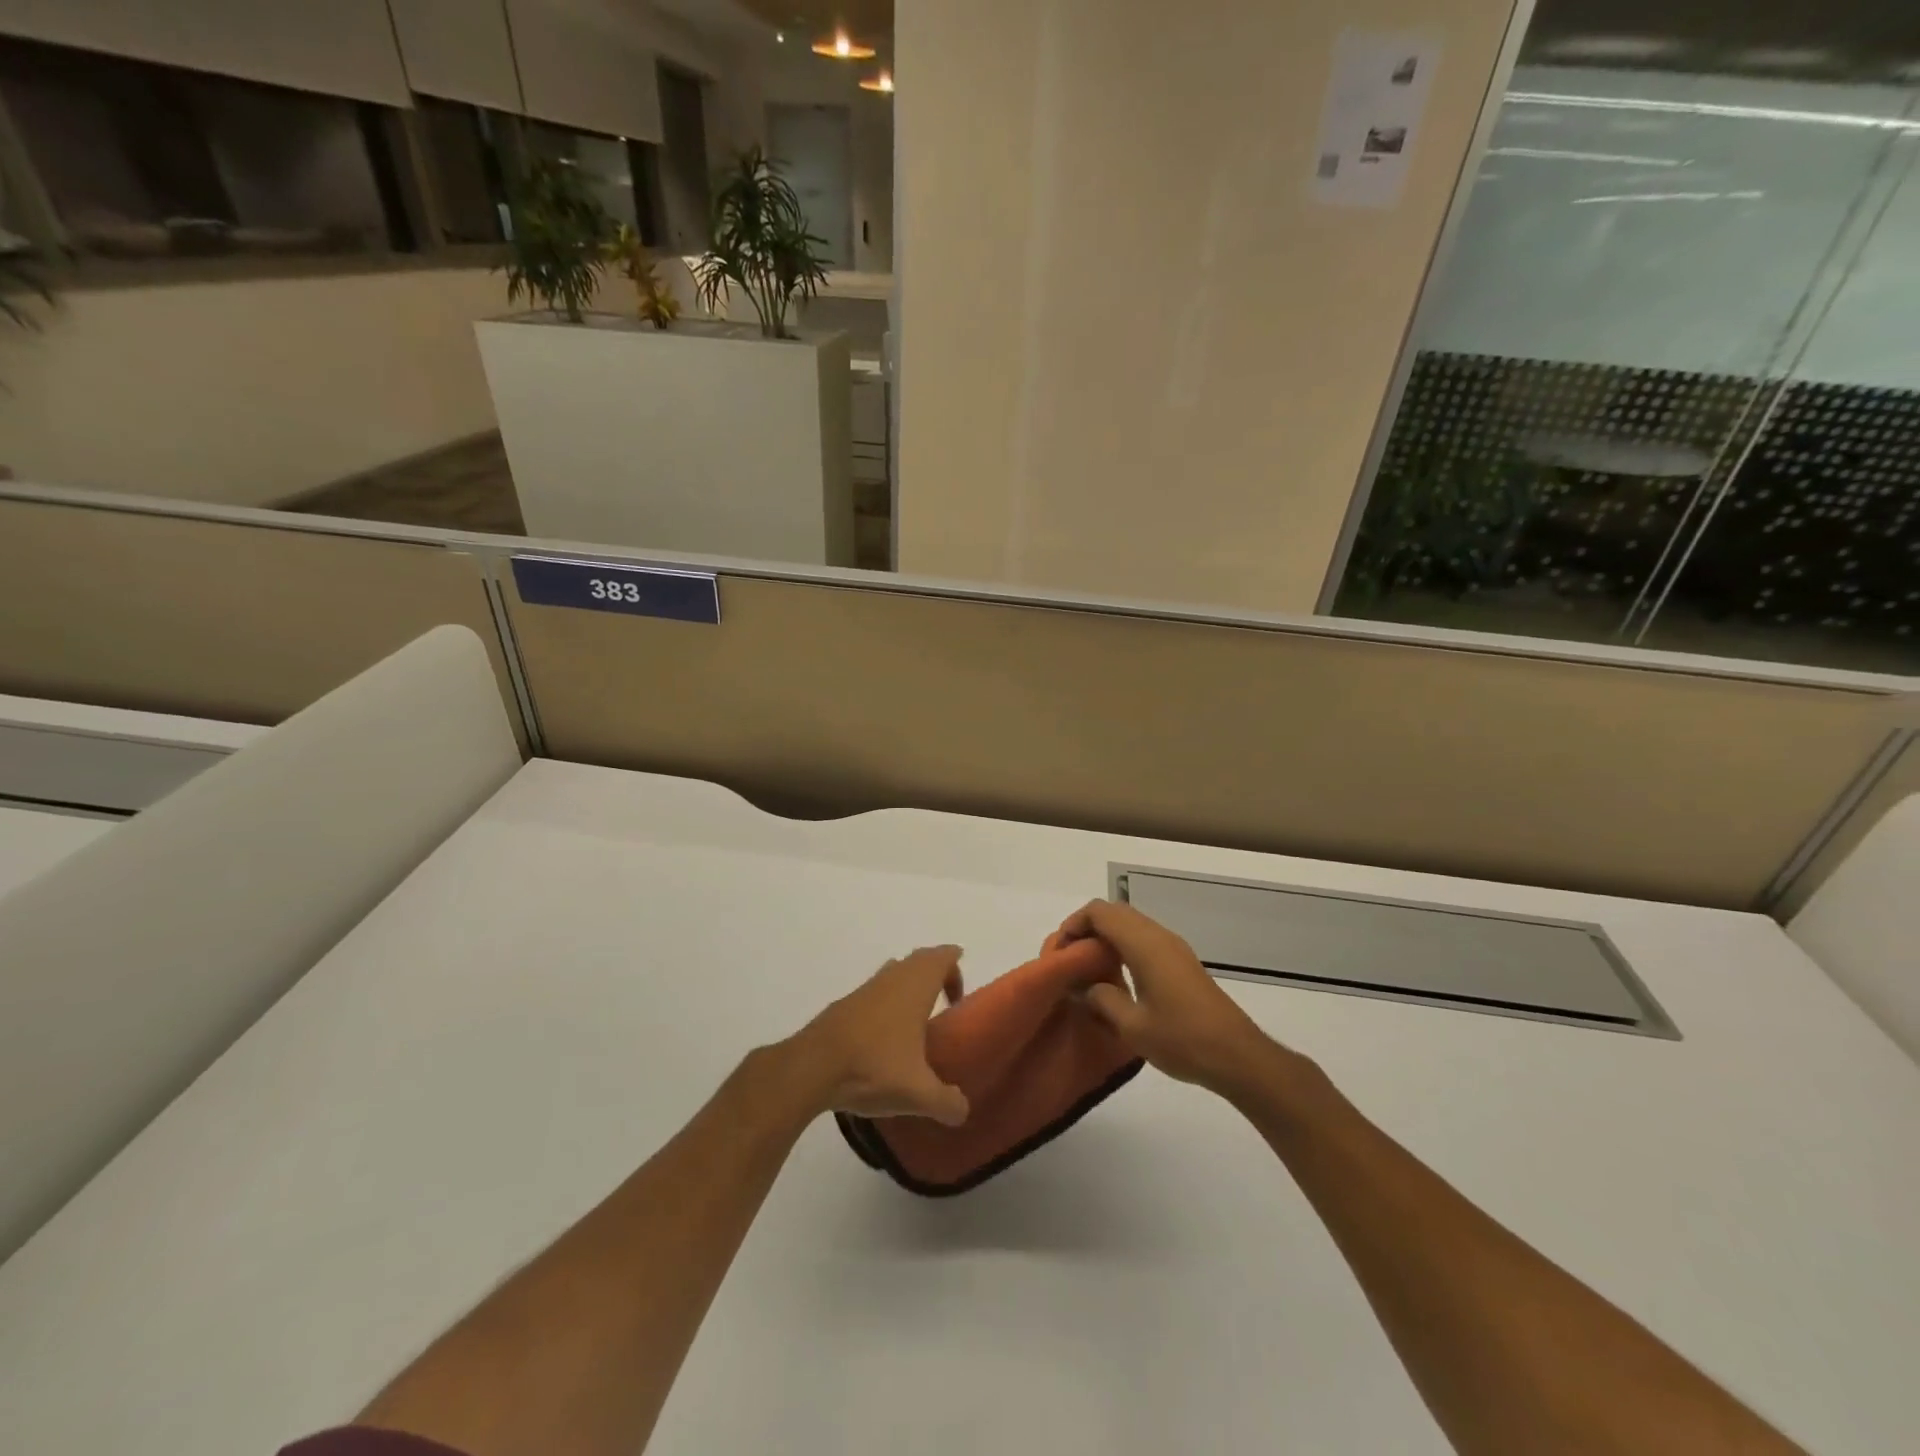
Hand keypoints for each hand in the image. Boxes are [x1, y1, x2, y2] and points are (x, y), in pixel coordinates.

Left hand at [788, 947, 971, 1125]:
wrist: (812, 1067)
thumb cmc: (873, 1067)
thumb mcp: (918, 1094)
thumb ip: (947, 1103)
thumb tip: (963, 1110)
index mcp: (916, 986)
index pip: (942, 956)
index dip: (955, 969)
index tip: (958, 998)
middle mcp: (892, 978)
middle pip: (919, 960)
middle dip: (935, 974)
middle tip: (945, 1003)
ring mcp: (865, 989)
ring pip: (894, 973)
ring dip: (909, 987)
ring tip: (916, 1022)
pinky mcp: (844, 1005)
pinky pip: (874, 992)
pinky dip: (886, 1004)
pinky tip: (884, 1039)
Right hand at [1058, 900, 1277, 1096]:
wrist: (1237, 1056)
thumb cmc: (1182, 1039)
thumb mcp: (1132, 1026)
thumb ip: (1101, 999)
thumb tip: (1082, 987)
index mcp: (1144, 944)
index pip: (1100, 912)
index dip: (1074, 924)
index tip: (1060, 952)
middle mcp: (1159, 936)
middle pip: (1115, 912)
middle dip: (1087, 928)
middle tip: (1070, 958)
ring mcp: (1173, 947)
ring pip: (1131, 924)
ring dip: (1106, 937)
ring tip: (1088, 968)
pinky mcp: (1181, 962)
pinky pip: (1144, 938)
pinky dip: (1123, 946)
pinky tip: (1117, 977)